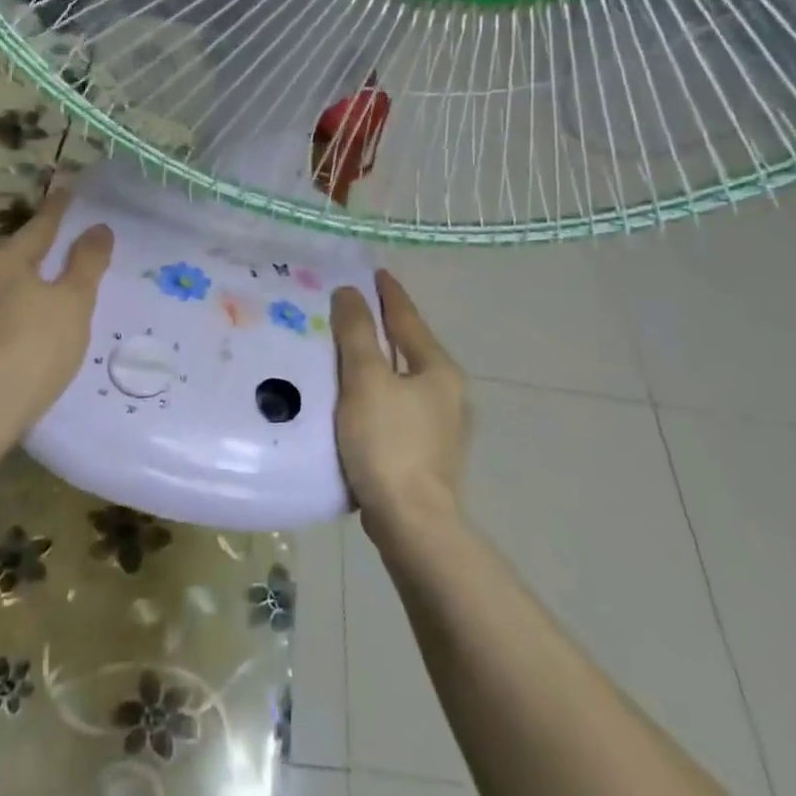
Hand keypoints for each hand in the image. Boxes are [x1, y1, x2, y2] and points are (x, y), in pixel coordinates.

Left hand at [0, 188, 113, 435]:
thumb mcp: (74, 302)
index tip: (68, 190)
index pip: (40, 224)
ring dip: (21, 281)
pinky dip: (8, 311)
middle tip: (63, 246)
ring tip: (43, 291)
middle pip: (16, 252)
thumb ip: (87, 262)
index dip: (58, 208)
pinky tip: (18, 328)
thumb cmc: (36, 348)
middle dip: (38, 247)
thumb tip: (98, 228)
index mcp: (7, 259)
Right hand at [331, 269, 468, 543]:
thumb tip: (350, 293)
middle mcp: (447, 393)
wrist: (412, 524)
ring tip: (347, 350)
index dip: (389, 294)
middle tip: (352, 308)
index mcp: (438, 370)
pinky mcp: (426, 454)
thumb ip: (357, 333)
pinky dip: (377, 393)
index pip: (409, 319)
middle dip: (383, 327)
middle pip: (410, 347)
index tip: (375, 272)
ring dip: (379, 362)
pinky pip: (397, 407)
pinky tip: (356, 400)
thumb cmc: (389, 443)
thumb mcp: (366, 380)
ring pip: (403, 379)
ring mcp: (440, 427)